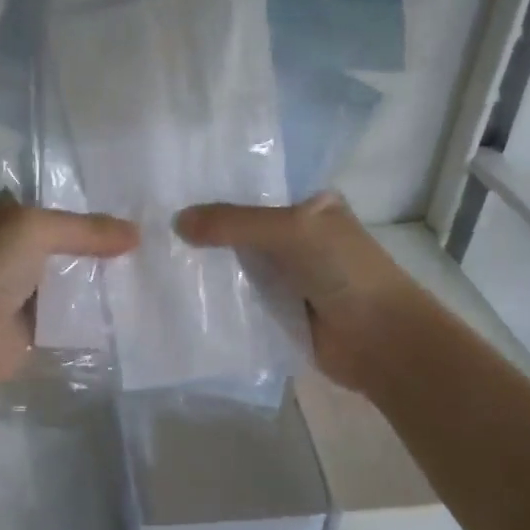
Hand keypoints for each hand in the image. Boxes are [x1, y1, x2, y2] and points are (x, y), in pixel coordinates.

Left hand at [0, 193, 137, 399]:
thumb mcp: (35, 230)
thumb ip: (86, 229)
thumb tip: (137, 234)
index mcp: (10, 217)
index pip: (57, 201)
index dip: (91, 202)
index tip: (135, 205)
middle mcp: (18, 250)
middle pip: (71, 242)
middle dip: (106, 244)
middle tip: (154, 242)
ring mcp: (27, 289)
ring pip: (76, 278)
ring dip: (104, 279)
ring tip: (152, 272)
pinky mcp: (37, 326)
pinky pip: (74, 314)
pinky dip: (97, 313)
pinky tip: (132, 307)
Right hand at [174, 192, 421, 395]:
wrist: (379, 340)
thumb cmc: (344, 271)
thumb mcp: (290, 231)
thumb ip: (234, 223)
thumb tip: (176, 221)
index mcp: (311, 206)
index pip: (255, 190)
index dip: (216, 190)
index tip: (169, 189)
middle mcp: (298, 237)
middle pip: (242, 229)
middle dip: (205, 230)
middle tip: (151, 225)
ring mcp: (288, 276)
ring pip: (238, 264)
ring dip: (207, 266)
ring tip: (154, 257)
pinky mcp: (279, 311)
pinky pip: (240, 298)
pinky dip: (216, 297)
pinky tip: (178, 294)